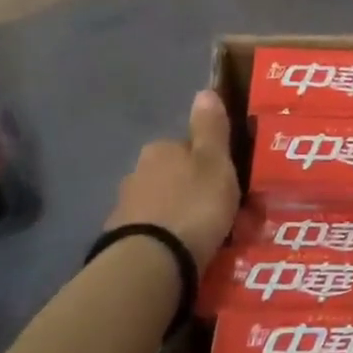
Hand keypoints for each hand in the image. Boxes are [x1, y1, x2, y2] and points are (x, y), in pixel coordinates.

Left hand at [106, 90, 240, 267]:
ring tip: (211, 239)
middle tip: (227, 214)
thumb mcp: (215, 162)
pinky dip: (172, 238)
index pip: (188, 147)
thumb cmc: (194, 205)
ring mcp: (127, 208)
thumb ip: (211, 129)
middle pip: (176, 176)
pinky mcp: (123, 241)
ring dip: (186, 216)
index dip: (211, 162)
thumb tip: (205, 91)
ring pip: (166, 205)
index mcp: (161, 150)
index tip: (230, 182)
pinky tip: (187, 253)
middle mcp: (137, 173)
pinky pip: (156, 233)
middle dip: (198, 191)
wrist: (152, 261)